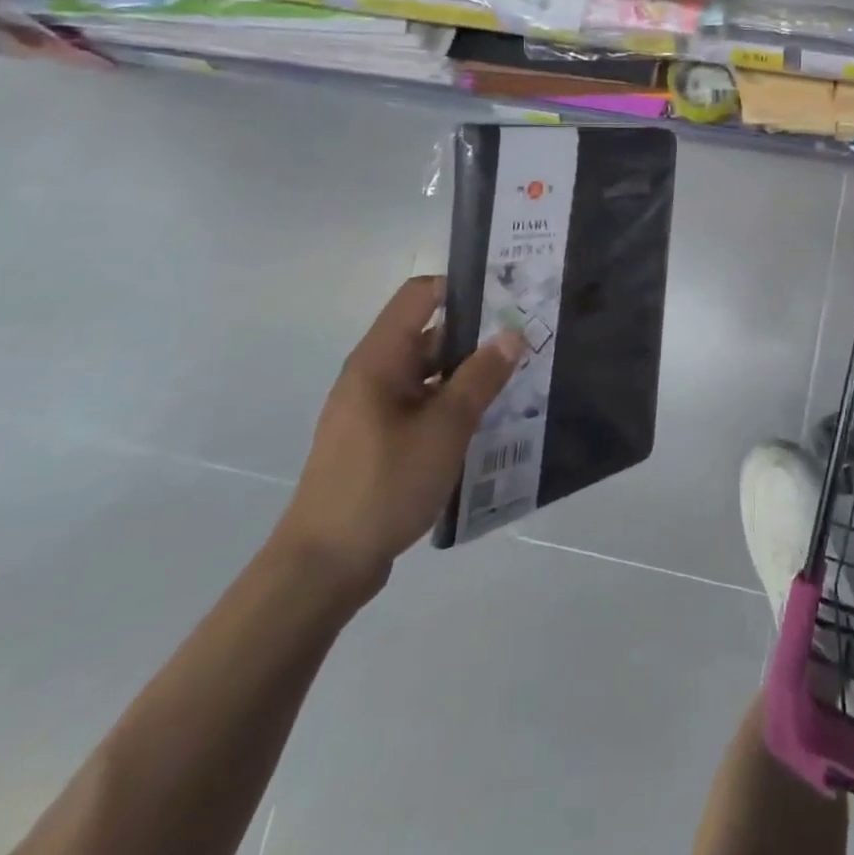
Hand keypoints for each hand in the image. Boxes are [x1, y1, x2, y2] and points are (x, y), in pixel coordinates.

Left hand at [274, 276, 525, 596]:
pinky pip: (424, 403)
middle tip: (529, 336)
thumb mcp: (445, 428)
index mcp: (380, 359)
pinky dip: (455, 402)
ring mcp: (375, 409)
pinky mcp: (381, 439)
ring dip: (470, 371)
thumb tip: (512, 332)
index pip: (422, 295)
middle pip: (430, 332)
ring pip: (431, 372)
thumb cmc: (383, 485)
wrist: (323, 567)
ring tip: (521, 375)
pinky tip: (491, 418)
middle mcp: (374, 374)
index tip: (510, 295)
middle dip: (479, 332)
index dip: (464, 286)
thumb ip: (481, 377)